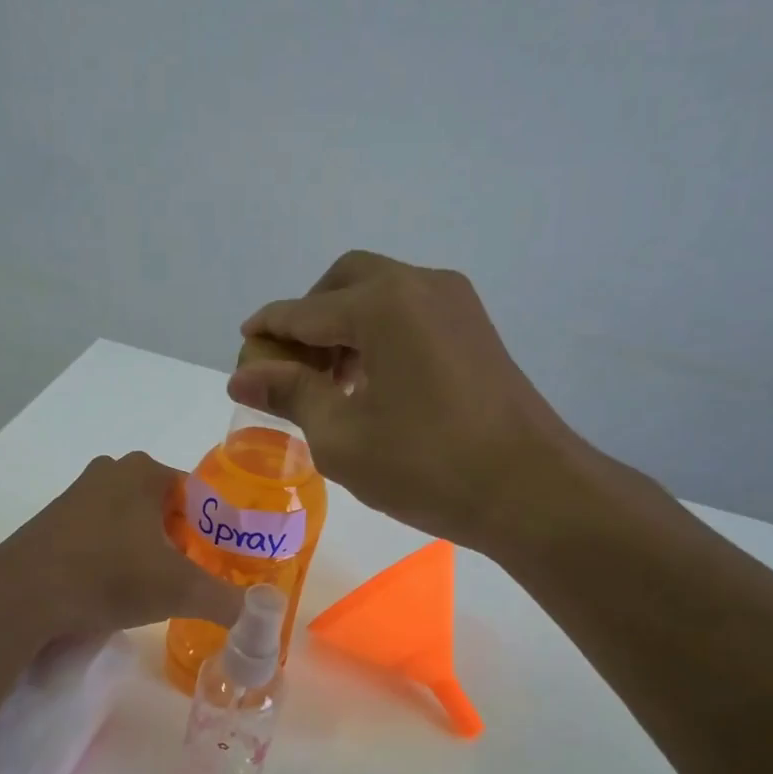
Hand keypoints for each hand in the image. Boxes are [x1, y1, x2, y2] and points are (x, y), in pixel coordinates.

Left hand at [0, 451, 245, 637]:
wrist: (23, 596)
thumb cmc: (109, 576)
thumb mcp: (179, 590)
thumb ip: (226, 599)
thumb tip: (259, 615)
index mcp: (145, 471)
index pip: (201, 494)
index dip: (218, 529)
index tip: (225, 562)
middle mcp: (111, 471)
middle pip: (168, 507)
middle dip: (185, 541)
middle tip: (197, 577)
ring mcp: (78, 494)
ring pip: (134, 521)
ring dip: (151, 549)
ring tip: (160, 588)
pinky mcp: (54, 522)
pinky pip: (103, 534)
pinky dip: (118, 556)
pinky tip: (118, 588)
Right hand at [230, 251, 613, 554]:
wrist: (530, 490)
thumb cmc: (427, 466)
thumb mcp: (342, 437)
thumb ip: (289, 395)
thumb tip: (242, 376)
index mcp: (381, 304)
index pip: (303, 311)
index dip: (267, 331)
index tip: (242, 350)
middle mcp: (419, 284)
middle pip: (344, 283)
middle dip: (308, 318)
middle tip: (290, 368)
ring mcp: (455, 302)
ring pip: (380, 295)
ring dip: (344, 327)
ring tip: (328, 384)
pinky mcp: (475, 328)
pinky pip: (410, 313)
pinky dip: (379, 334)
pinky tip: (370, 383)